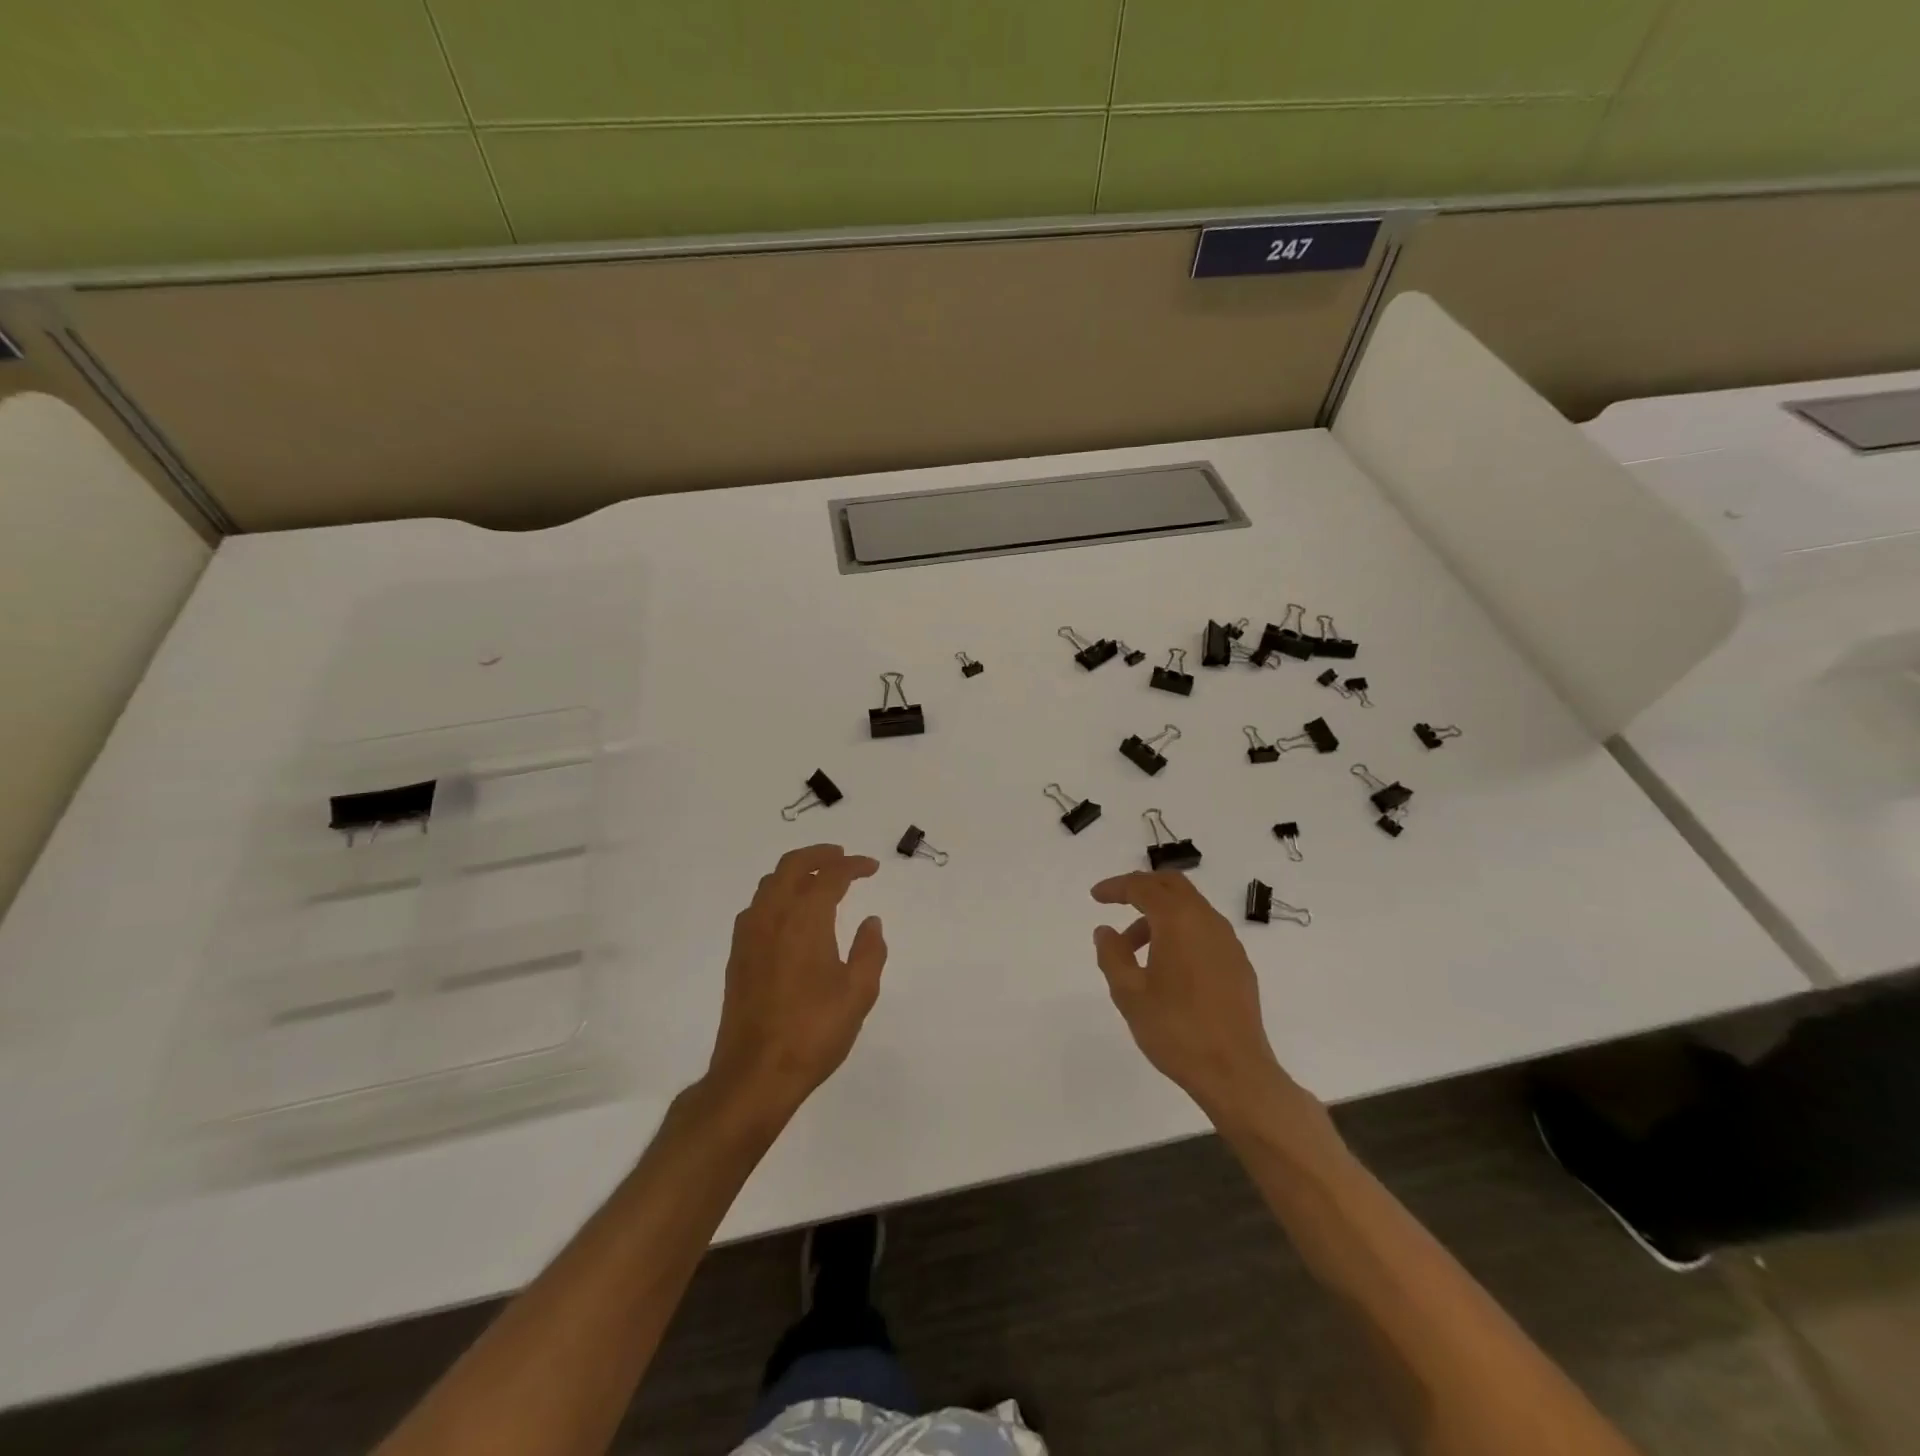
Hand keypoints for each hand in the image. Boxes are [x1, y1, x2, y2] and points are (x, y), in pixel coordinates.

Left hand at [706, 845, 887, 1117]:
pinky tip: (789, 914)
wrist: (754, 1074)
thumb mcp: (858, 993)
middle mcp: (772, 917)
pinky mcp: (737, 956)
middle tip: (841, 857)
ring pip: (769, 884)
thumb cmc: (814, 1032)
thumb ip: (869, 951)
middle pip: (791, 866)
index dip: (852, 866)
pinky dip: (776, 894)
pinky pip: (756, 907)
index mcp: (805, 920)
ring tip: (817, 880)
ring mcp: (749, 935)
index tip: (871, 867)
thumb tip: (871, 922)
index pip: (830, 876)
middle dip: (819, 855)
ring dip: (795, 872)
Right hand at [1091, 871, 1293, 1118]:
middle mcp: (1207, 921)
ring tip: (1134, 949)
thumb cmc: (1176, 1030)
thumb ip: (1112, 954)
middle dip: (1142, 888)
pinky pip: (1204, 929)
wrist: (1235, 1073)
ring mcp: (1228, 942)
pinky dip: (1180, 931)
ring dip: (1160, 914)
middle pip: (1172, 885)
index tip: (1096, 896)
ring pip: (1190, 908)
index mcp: (1178, 921)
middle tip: (1116, 903)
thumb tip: (1106, 931)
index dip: (1116, 887)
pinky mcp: (1238, 963)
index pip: (1143, 887)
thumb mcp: (1129, 993)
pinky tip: (1167, 965)